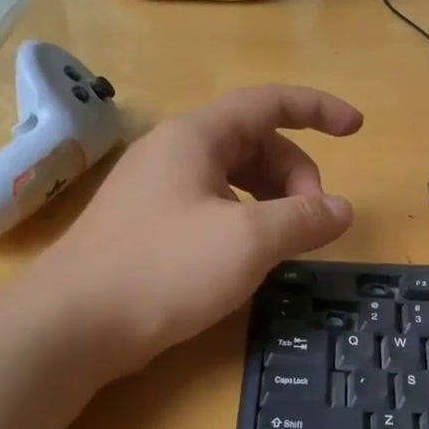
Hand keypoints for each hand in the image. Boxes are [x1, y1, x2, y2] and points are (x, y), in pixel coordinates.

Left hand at [42, 85, 361, 373]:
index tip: (356, 129)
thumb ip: (303, 219)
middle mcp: (175, 152)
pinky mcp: (149, 225)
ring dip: (272, 201)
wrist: (71, 325)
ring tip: (286, 242)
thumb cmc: (163, 269)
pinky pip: (213, 205)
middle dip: (296, 174)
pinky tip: (249, 256)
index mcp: (196, 137)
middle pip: (255, 143)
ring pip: (234, 178)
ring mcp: (157, 189)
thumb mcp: (247, 241)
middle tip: (313, 221)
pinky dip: (246, 220)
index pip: (269, 102)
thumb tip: (342, 209)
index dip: (318, 109)